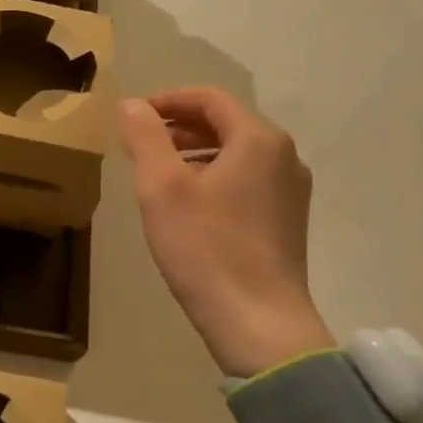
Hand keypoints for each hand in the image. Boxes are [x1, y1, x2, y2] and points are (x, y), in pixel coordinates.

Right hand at [118, 87, 333, 375]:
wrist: (258, 322)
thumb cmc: (206, 248)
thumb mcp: (162, 188)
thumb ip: (145, 138)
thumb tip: (132, 104)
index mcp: (258, 140)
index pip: (210, 99)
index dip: (168, 100)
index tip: (133, 114)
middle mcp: (284, 157)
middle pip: (227, 124)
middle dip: (180, 127)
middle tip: (140, 143)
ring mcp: (291, 191)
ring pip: (237, 154)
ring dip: (195, 153)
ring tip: (157, 172)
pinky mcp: (288, 221)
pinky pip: (247, 180)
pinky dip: (214, 177)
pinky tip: (188, 204)